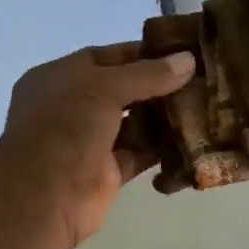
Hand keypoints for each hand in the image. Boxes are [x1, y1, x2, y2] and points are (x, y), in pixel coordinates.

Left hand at [0, 43, 195, 248]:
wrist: (44, 195)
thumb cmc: (65, 125)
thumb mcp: (104, 87)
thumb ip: (147, 75)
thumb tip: (188, 60)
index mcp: (58, 78)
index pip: (104, 58)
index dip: (140, 54)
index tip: (180, 52)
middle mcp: (72, 108)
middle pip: (122, 91)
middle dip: (158, 86)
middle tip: (200, 78)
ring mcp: (89, 142)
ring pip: (133, 124)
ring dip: (164, 116)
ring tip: (203, 103)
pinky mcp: (107, 172)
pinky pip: (140, 154)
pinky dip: (164, 147)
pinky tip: (194, 136)